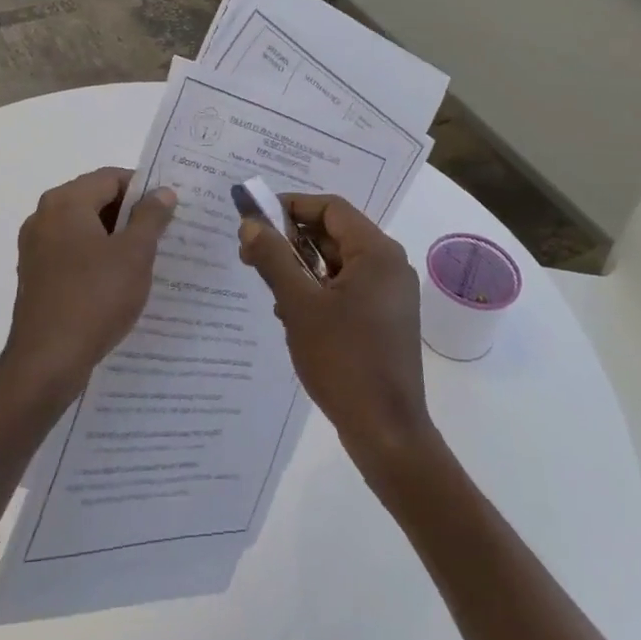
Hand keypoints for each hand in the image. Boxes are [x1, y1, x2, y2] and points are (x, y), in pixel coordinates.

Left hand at [0, 168, 176, 412]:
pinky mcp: (35, 275)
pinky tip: (119, 282)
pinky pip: (72, 252)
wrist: (46, 362)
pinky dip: (96, 258)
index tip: (169, 210)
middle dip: (130, 214)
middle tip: (164, 234)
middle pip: (95, 200)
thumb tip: (162, 192)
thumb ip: (151, 217)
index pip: (111, 178)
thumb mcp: (134, 254)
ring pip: (84, 228)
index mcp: (65, 202)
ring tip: (146, 259)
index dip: (143, 189)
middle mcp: (44, 217)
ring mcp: (35, 247)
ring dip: (115, 238)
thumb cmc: (95, 298)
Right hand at [239, 194, 435, 476]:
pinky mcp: (385, 319)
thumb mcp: (299, 305)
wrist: (387, 433)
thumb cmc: (343, 361)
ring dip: (301, 267)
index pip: (331, 208)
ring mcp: (390, 294)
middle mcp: (389, 265)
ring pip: (337, 263)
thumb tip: (250, 223)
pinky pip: (346, 287)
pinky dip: (318, 290)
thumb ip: (273, 258)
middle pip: (334, 233)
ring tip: (268, 286)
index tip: (255, 219)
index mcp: (377, 252)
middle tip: (251, 253)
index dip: (291, 206)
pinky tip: (291, 313)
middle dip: (291, 240)